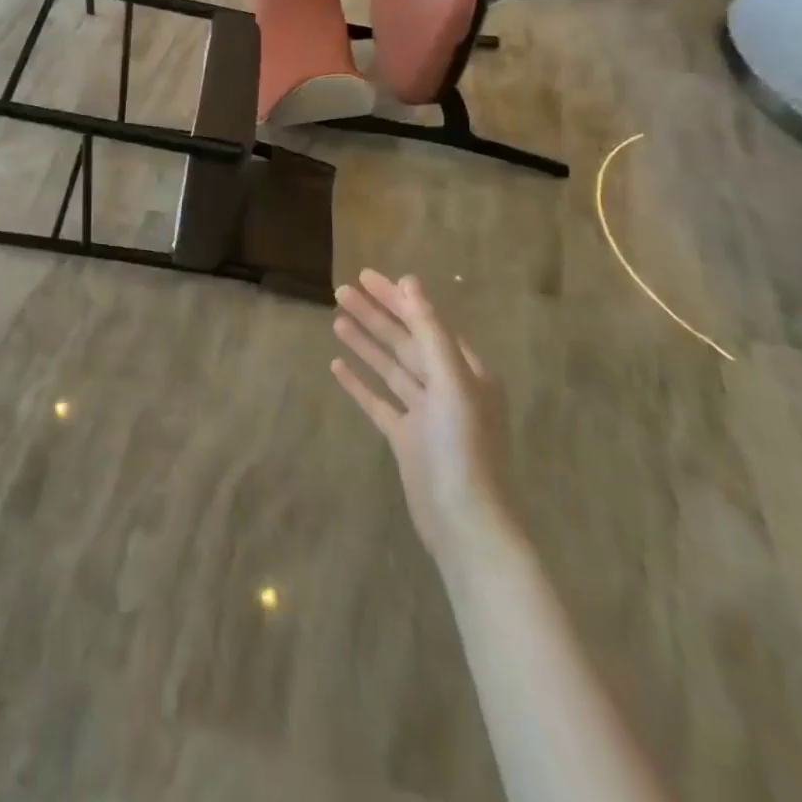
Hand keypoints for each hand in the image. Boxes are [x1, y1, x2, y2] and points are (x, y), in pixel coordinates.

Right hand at [331, 269, 510, 556]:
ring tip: (336, 319)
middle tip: (340, 291)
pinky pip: (379, 401)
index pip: (426, 323)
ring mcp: (425, 414)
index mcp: (466, 372)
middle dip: (375, 315)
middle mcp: (447, 388)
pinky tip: (337, 366)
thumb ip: (430, 332)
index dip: (396, 299)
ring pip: (390, 368)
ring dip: (365, 343)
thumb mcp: (451, 383)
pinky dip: (360, 383)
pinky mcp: (406, 439)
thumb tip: (410, 284)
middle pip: (405, 341)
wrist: (465, 524)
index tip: (366, 276)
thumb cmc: (463, 448)